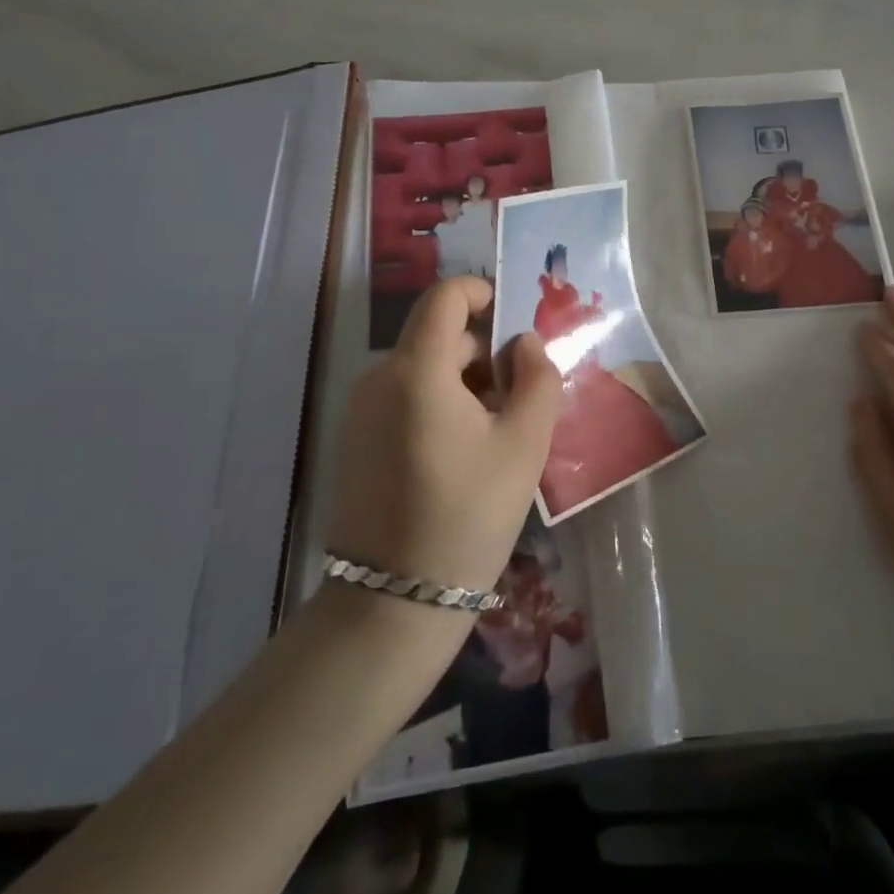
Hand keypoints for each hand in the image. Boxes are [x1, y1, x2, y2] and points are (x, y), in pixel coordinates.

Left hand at [326, 276, 562, 593]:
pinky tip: (464, 453)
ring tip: (498, 433)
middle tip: (521, 399)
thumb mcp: (524, 444)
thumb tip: (525, 343)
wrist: (394, 601)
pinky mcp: (357, 440)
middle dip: (485, 353)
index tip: (513, 322)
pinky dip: (440, 403)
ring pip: (425, 368)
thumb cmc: (468, 513)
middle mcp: (380, 378)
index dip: (481, 292)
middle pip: (439, 336)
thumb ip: (537, 379)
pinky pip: (405, 397)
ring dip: (466, 382)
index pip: (445, 297)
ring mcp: (362, 411)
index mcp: (418, 370)